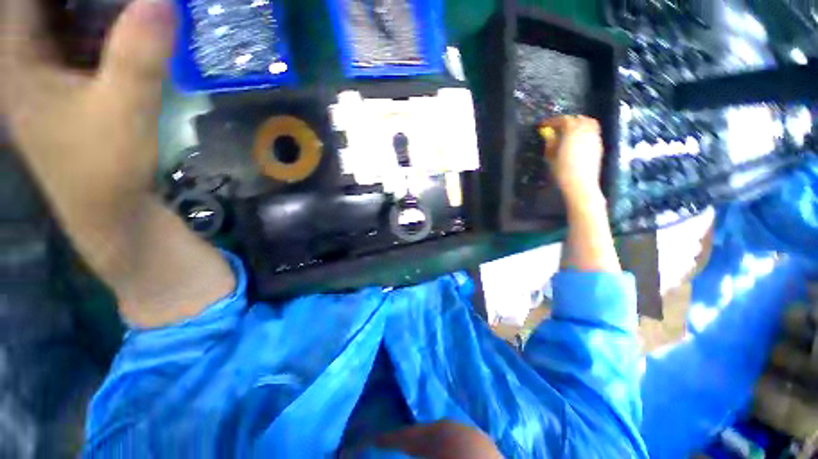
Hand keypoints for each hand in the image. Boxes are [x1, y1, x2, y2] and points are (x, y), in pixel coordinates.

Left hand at [1, 0, 174, 227]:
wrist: (109, 210)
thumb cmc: (105, 167)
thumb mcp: (123, 109)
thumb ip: (139, 55)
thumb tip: (163, 1)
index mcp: (16, 58)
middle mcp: (22, 58)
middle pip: (45, 6)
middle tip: (127, 3)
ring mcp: (43, 72)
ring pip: (62, 18)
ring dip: (95, 8)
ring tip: (130, 10)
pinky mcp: (66, 85)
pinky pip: (77, 40)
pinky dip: (100, 27)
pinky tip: (125, 27)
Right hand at [539, 115, 603, 203]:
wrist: (580, 184)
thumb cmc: (562, 170)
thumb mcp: (550, 156)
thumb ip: (550, 142)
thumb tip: (548, 133)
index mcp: (572, 131)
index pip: (562, 120)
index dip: (551, 121)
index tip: (542, 125)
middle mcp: (585, 130)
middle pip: (577, 118)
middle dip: (566, 120)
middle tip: (556, 127)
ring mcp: (595, 137)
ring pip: (588, 122)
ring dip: (578, 123)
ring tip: (568, 131)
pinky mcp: (599, 145)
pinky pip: (592, 131)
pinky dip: (584, 130)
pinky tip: (578, 139)